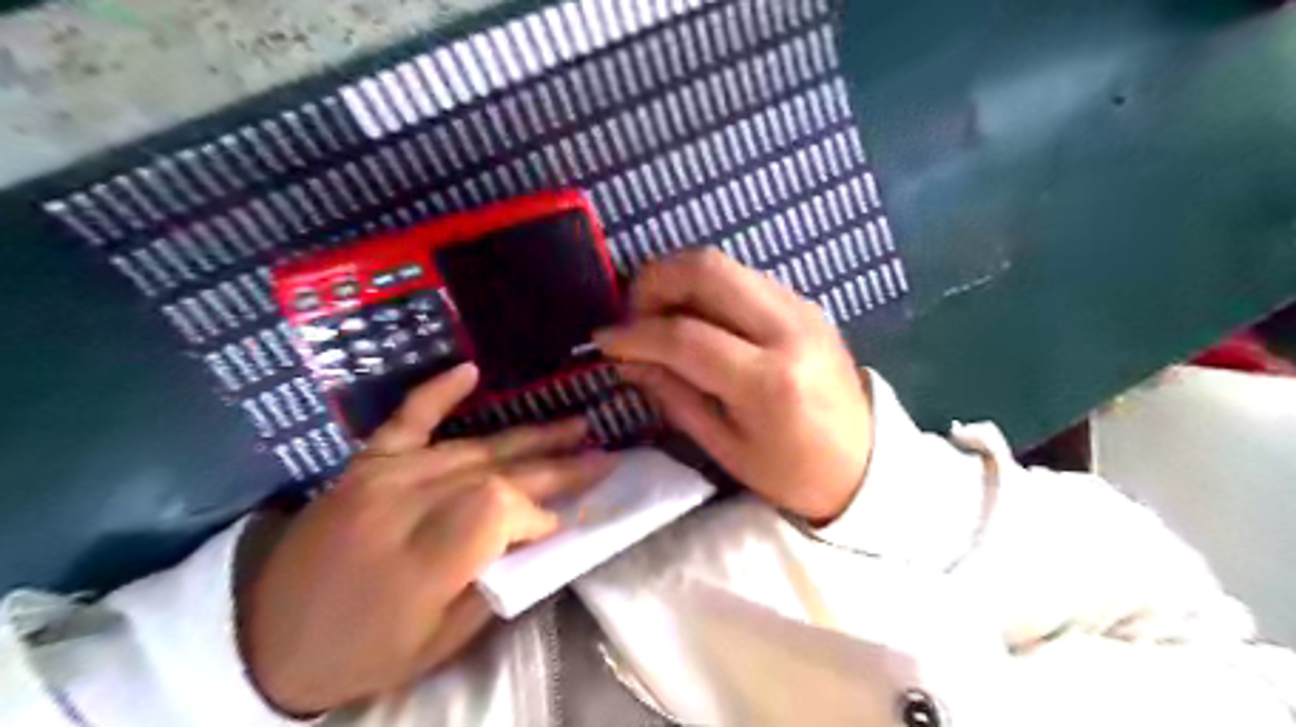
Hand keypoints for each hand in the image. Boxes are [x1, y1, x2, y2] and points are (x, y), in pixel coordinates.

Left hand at [238, 362, 615, 713]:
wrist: (264, 638)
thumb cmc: (362, 652)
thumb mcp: (439, 643)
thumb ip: (496, 584)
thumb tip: (543, 535)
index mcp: (421, 558)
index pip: (500, 508)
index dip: (540, 512)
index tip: (561, 525)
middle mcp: (405, 504)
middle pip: (498, 471)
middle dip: (558, 464)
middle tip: (604, 455)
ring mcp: (383, 475)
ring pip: (473, 447)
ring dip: (530, 438)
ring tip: (575, 425)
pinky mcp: (367, 462)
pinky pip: (408, 418)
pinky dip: (439, 392)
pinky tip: (471, 370)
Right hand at [597, 251, 869, 523]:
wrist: (865, 462)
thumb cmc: (791, 472)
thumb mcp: (724, 447)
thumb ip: (673, 395)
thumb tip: (627, 359)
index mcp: (769, 381)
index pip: (684, 336)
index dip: (635, 333)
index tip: (605, 340)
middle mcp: (788, 329)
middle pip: (706, 269)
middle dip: (654, 282)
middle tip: (633, 315)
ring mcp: (802, 308)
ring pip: (724, 263)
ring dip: (678, 279)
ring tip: (659, 317)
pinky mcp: (806, 303)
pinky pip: (743, 277)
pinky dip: (707, 287)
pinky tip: (696, 318)